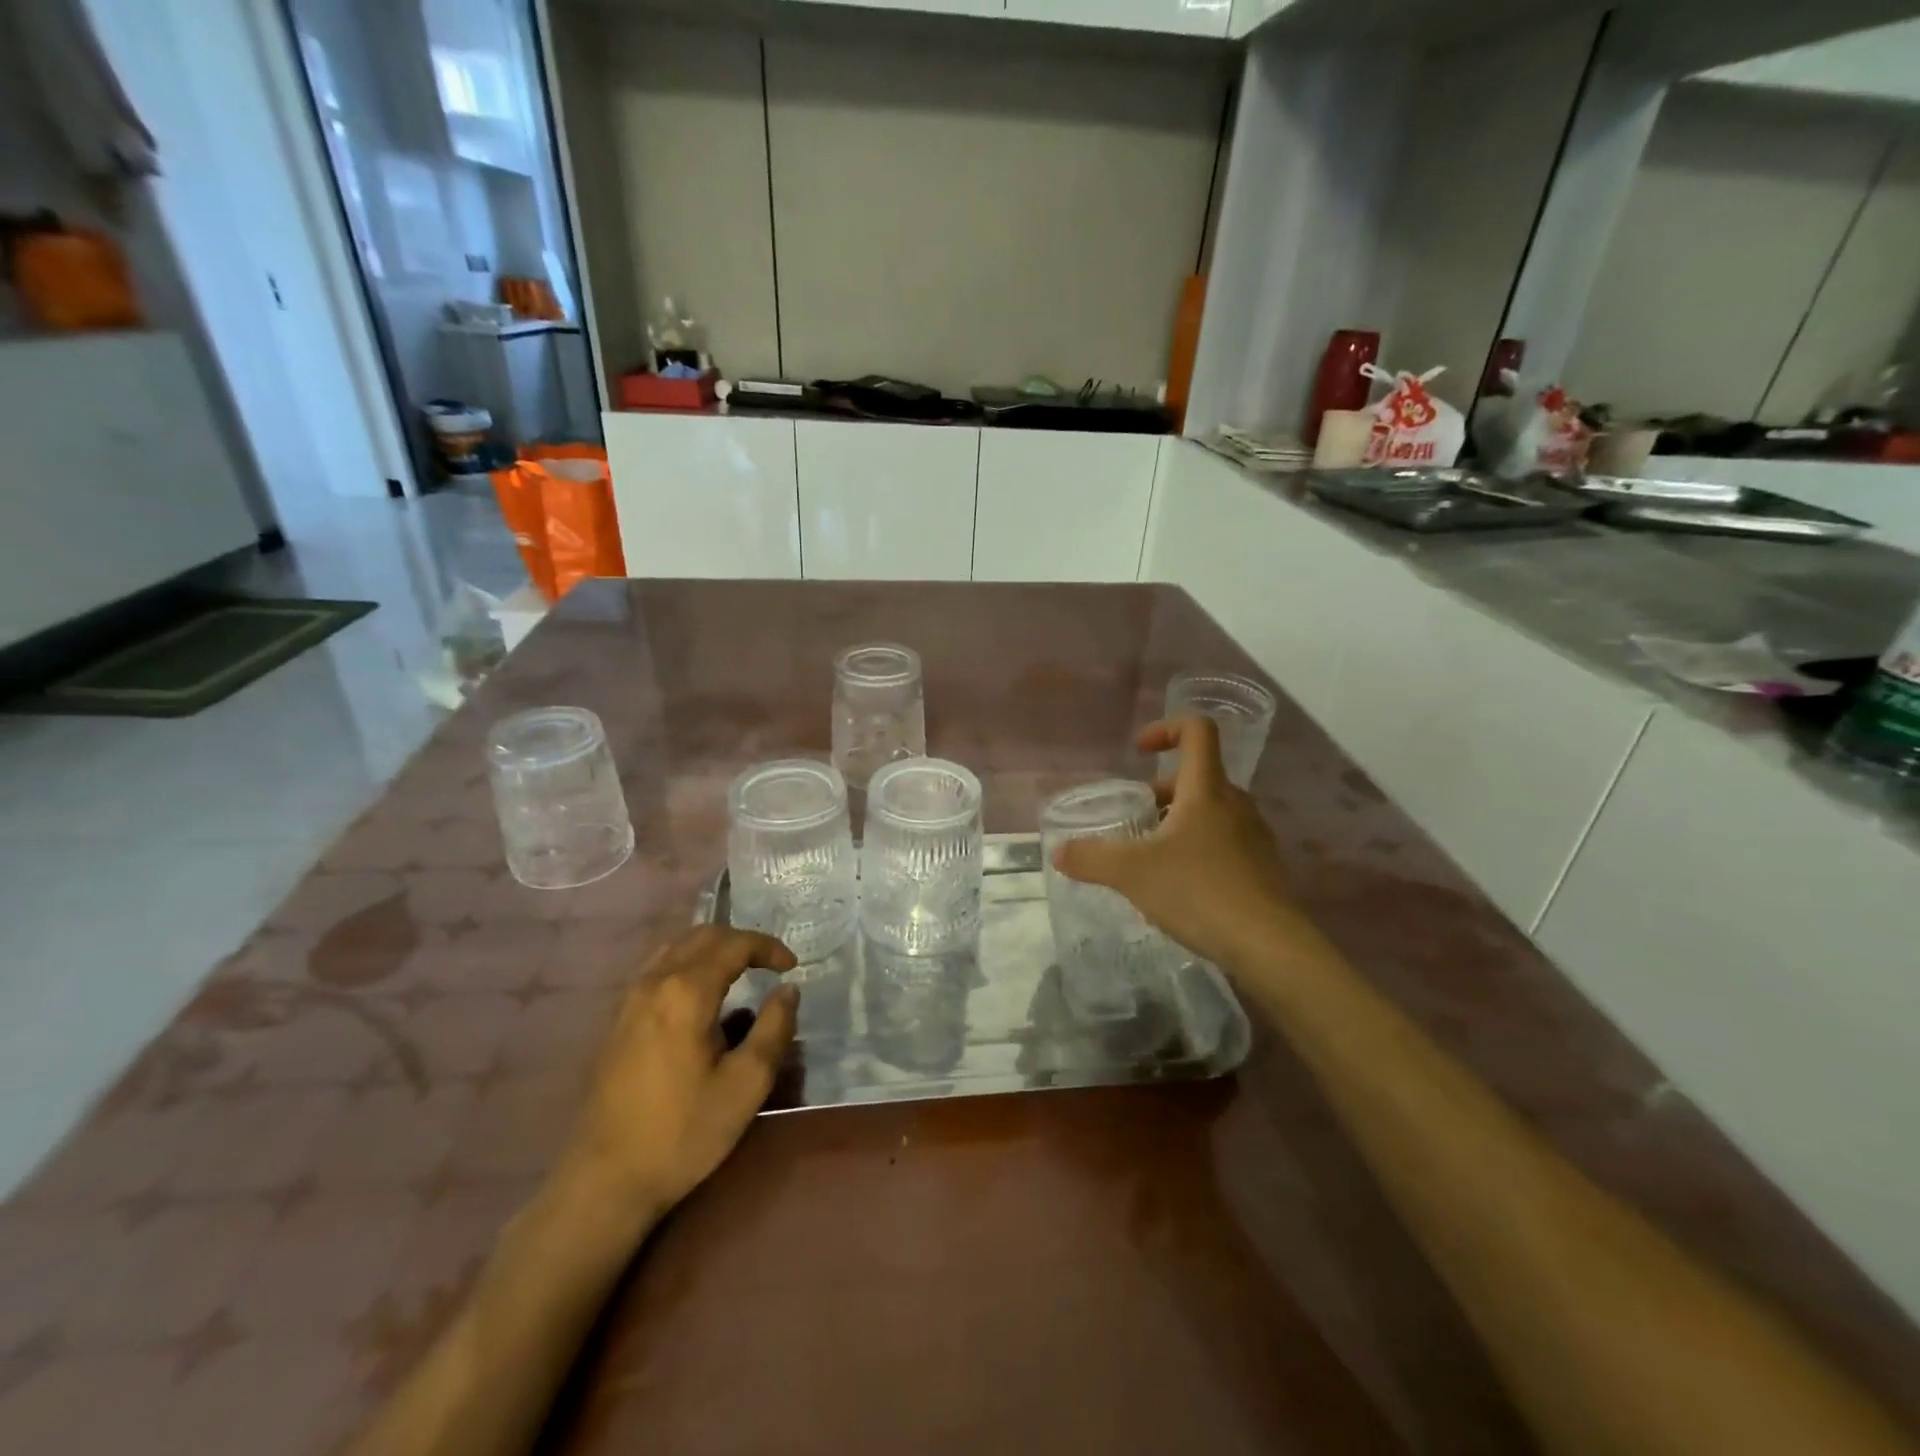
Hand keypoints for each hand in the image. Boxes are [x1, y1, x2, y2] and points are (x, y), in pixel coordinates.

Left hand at [557, 927, 798, 1223]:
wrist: (606, 1180)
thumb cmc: (683, 1132)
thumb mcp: (746, 1085)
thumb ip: (774, 1029)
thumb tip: (788, 990)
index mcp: (686, 991)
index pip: (734, 944)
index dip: (768, 947)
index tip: (792, 967)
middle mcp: (654, 982)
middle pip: (702, 935)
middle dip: (742, 942)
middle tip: (770, 964)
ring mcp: (629, 999)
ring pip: (675, 947)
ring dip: (712, 949)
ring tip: (739, 972)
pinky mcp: (617, 1019)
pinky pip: (657, 967)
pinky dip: (687, 963)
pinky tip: (699, 994)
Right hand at [1053, 716, 1300, 970]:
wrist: (1269, 946)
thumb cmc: (1199, 892)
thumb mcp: (1132, 873)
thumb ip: (1091, 858)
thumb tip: (1059, 852)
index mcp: (1206, 789)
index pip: (1197, 731)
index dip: (1166, 728)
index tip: (1139, 752)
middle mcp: (1235, 804)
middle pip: (1198, 777)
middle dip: (1160, 792)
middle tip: (1134, 821)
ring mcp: (1254, 836)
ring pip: (1211, 812)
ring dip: (1178, 822)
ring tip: (1151, 857)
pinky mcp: (1262, 869)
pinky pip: (1224, 843)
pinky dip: (1197, 850)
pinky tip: (1179, 888)